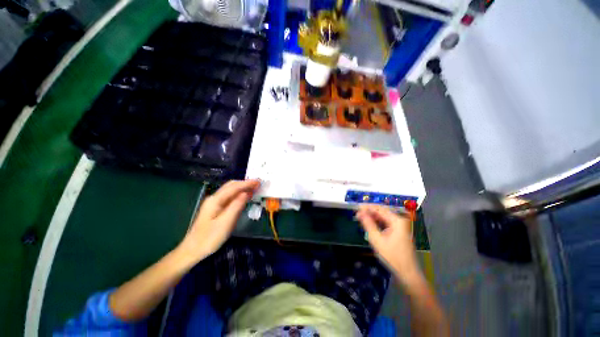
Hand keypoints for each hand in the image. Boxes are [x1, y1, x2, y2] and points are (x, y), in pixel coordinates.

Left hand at [177, 180, 260, 263]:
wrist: (193, 250)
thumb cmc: (209, 238)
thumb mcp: (225, 222)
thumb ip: (236, 206)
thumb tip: (247, 193)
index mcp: (216, 200)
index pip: (234, 187)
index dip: (247, 183)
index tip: (259, 181)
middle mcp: (215, 198)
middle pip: (231, 186)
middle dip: (245, 183)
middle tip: (258, 184)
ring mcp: (215, 203)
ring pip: (231, 191)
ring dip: (243, 188)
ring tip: (255, 188)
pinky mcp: (216, 208)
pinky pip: (230, 197)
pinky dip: (239, 194)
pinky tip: (245, 196)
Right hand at [356, 204, 421, 284]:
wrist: (408, 273)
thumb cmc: (392, 256)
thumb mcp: (377, 240)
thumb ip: (368, 224)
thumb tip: (360, 212)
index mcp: (397, 221)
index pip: (379, 209)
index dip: (367, 207)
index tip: (356, 208)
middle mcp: (399, 220)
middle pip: (382, 211)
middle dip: (369, 211)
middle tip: (357, 213)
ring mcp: (400, 226)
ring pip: (383, 217)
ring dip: (372, 216)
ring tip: (361, 218)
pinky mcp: (399, 231)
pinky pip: (386, 222)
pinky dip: (377, 222)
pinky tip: (369, 224)